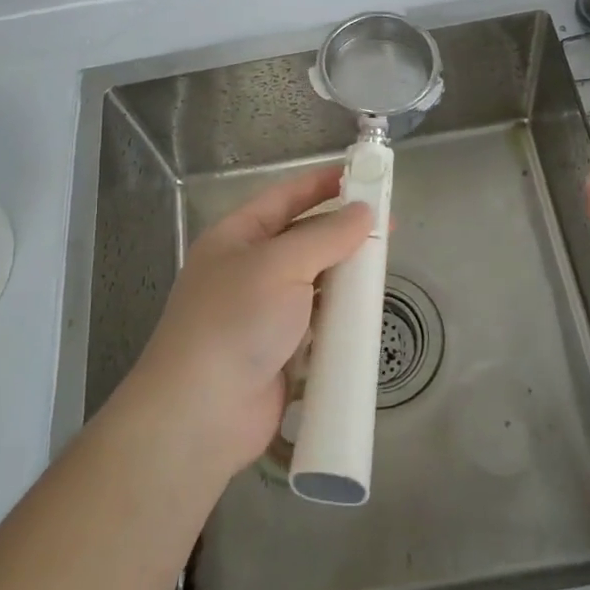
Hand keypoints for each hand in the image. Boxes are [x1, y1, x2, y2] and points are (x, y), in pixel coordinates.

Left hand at [127, 166, 371, 476]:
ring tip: (382, 269)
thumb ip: (326, 236)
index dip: (321, 183)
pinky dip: (339, 316)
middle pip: (303, 240)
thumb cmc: (236, 321)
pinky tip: (366, 314)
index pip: (285, 197)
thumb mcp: (280, 265)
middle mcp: (249, 269)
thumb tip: (363, 211)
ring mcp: (263, 312)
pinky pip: (317, 322)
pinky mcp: (280, 351)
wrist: (201, 414)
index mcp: (237, 237)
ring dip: (344, 276)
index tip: (363, 175)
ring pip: (313, 282)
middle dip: (342, 233)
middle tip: (387, 227)